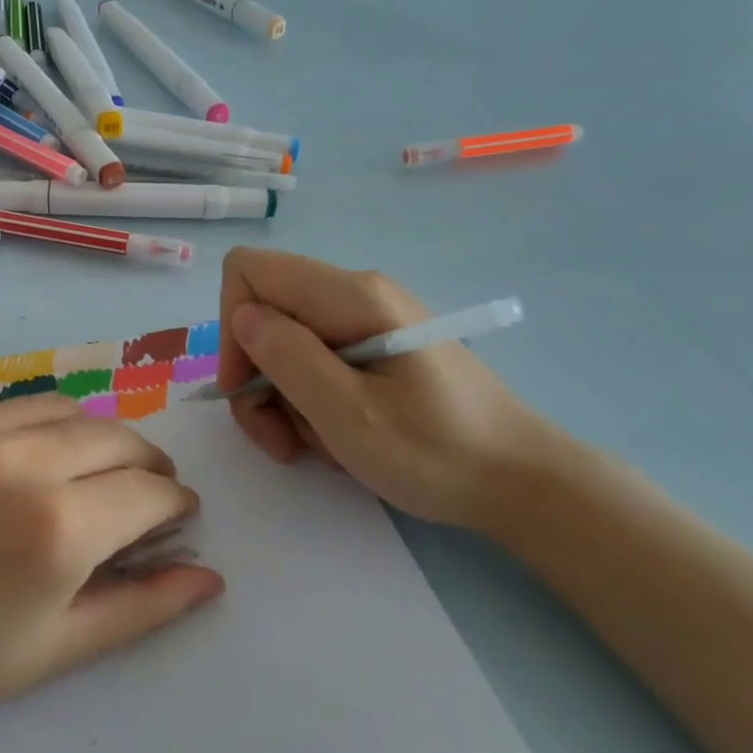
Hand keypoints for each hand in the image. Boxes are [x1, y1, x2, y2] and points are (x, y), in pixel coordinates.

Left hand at [0, 394, 224, 752]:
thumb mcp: (55, 649)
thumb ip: (143, 607)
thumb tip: (210, 577)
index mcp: (56, 526)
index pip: (149, 489)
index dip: (174, 503)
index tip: (176, 516)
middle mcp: (14, 460)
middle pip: (113, 435)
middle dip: (143, 463)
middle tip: (140, 492)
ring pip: (57, 410)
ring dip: (87, 438)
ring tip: (81, 473)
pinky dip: (21, 436)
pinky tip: (3, 473)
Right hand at [217, 248, 545, 530]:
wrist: (521, 481)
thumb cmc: (437, 452)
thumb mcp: (350, 415)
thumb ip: (289, 358)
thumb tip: (242, 316)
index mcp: (352, 297)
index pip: (250, 272)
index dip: (231, 327)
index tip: (246, 388)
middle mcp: (356, 293)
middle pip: (264, 312)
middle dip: (256, 376)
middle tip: (280, 438)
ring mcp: (368, 319)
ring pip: (285, 343)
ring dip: (282, 398)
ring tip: (316, 445)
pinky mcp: (376, 346)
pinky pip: (316, 361)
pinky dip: (309, 400)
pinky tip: (336, 435)